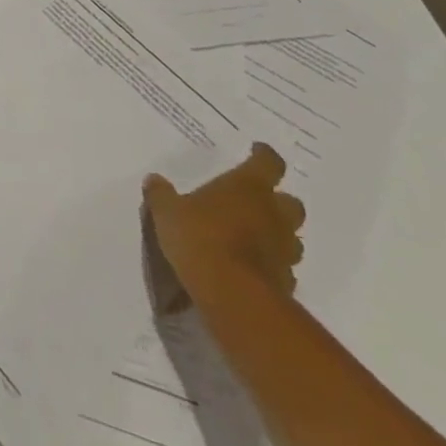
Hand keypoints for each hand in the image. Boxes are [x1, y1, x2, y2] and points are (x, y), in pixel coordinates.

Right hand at [143, 143, 304, 311]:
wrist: (232, 294)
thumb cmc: (200, 237)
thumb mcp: (167, 212)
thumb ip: (161, 194)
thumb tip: (154, 179)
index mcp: (248, 187)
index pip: (269, 162)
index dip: (264, 155)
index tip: (256, 151)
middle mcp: (273, 214)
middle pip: (290, 201)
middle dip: (277, 201)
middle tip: (255, 202)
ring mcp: (284, 249)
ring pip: (291, 236)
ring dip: (277, 234)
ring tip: (253, 237)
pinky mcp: (286, 281)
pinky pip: (283, 266)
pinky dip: (271, 264)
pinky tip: (250, 268)